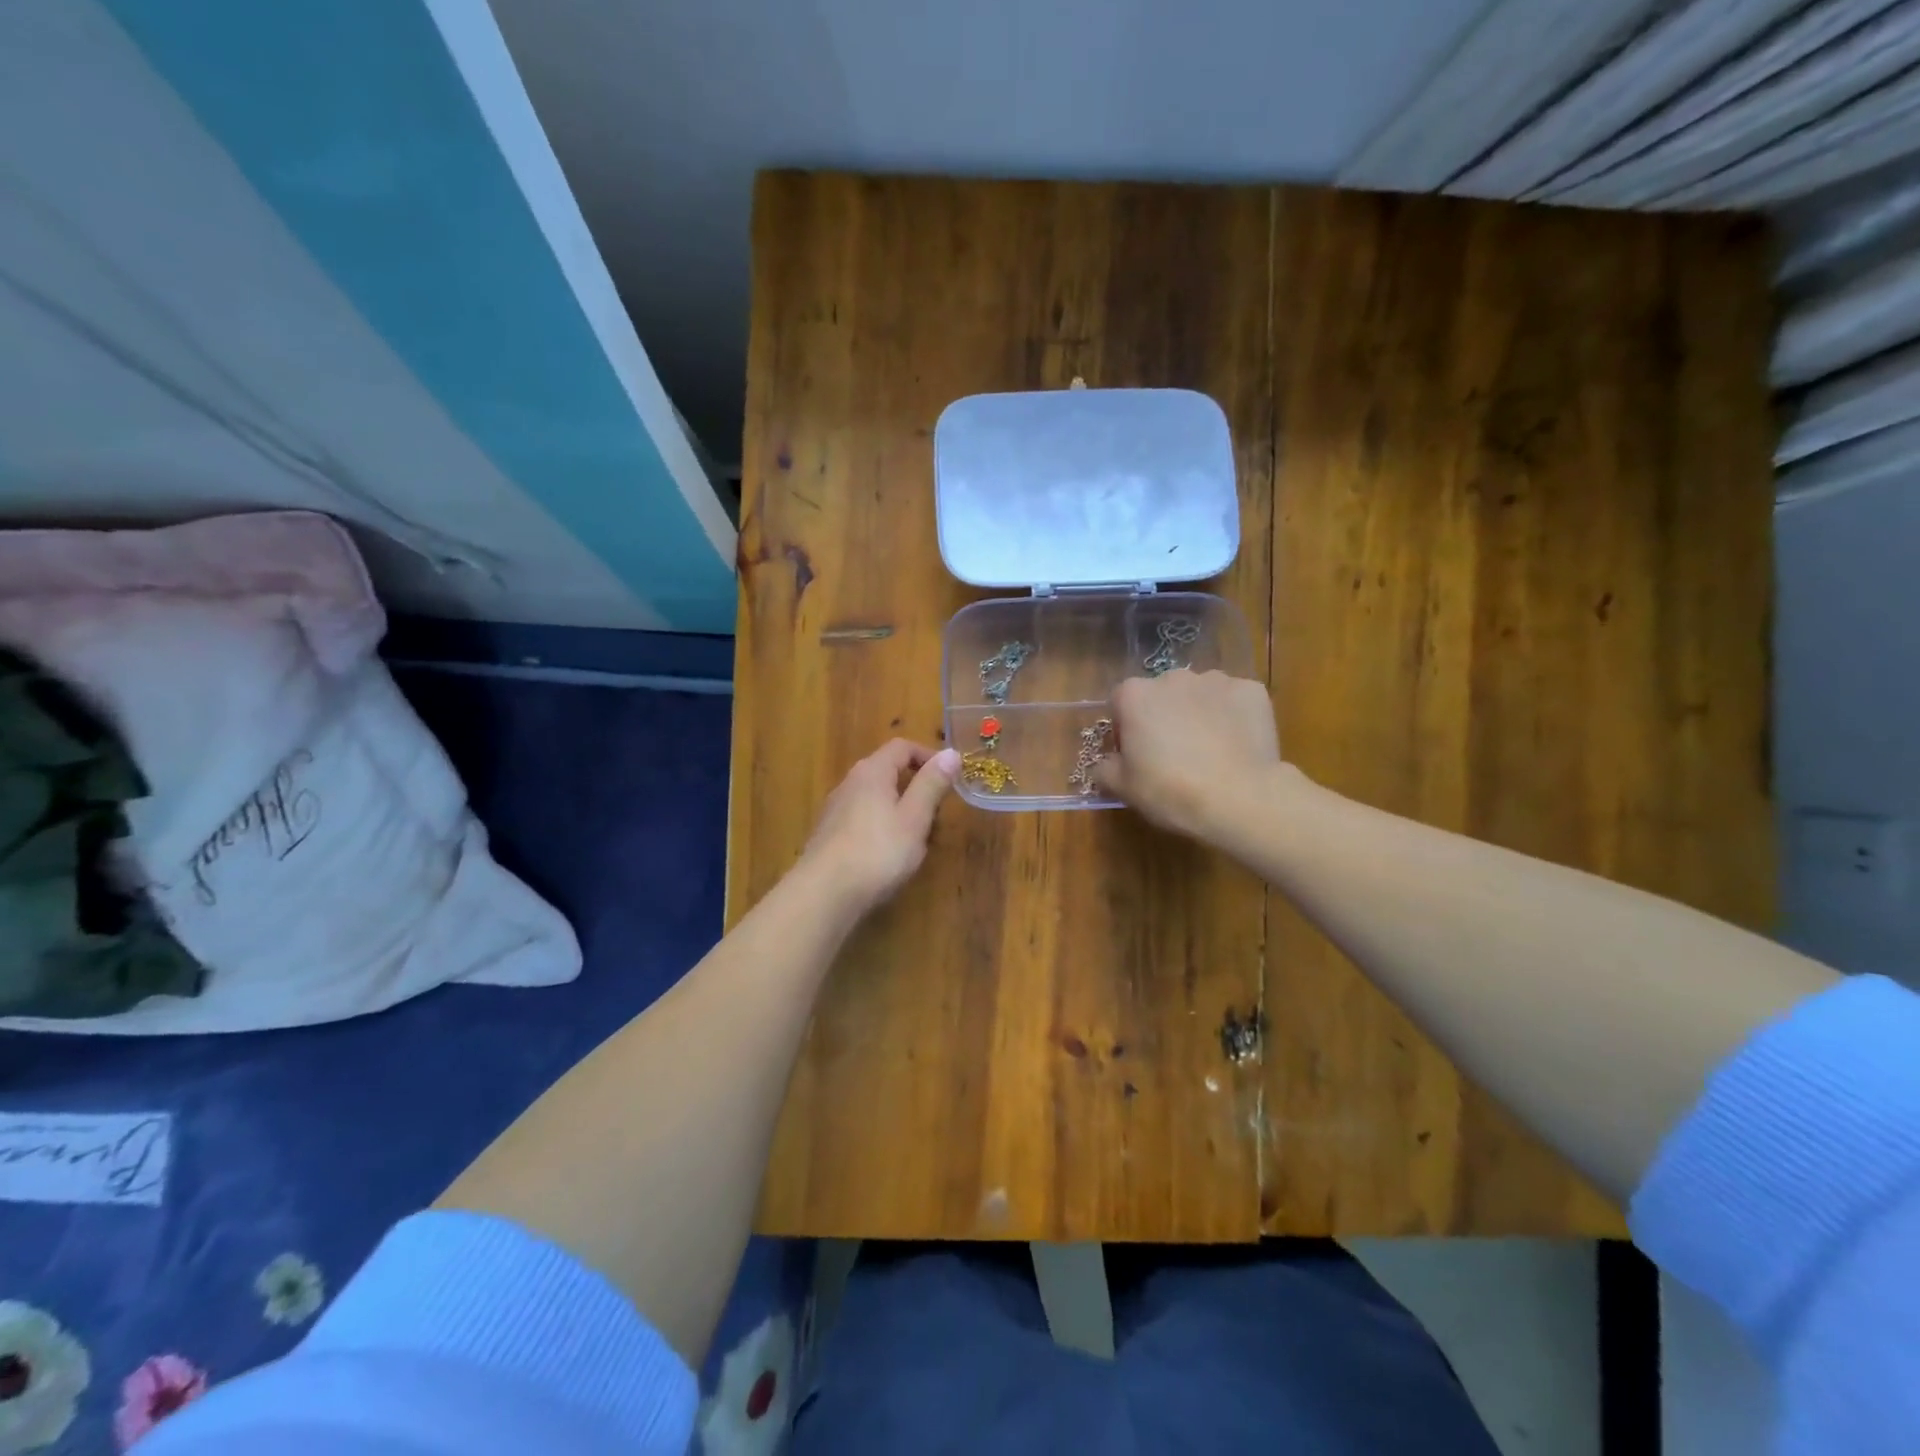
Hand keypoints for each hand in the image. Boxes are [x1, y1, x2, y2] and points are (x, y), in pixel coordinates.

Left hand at [800, 739, 960, 912]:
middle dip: (915, 785)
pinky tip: (888, 854)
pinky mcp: (828, 835)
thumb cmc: (877, 852)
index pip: (902, 747)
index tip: (950, 777)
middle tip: (937, 812)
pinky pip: (862, 818)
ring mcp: (835, 809)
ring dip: (899, 808)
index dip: (928, 756)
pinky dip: (881, 826)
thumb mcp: (914, 818)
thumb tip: (951, 753)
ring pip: (874, 797)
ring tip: (916, 837)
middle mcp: (850, 783)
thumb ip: (931, 784)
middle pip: (887, 770)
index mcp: (872, 772)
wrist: (824, 894)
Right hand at [1093, 670, 1286, 839]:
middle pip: (1160, 694)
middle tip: (1172, 754)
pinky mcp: (1251, 690)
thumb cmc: (1170, 791)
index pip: (1119, 703)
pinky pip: (1233, 701)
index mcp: (1135, 695)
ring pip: (1198, 694)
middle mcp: (1173, 677)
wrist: (1239, 798)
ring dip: (1197, 713)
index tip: (1135, 755)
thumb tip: (1108, 762)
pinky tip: (1236, 745)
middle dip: (1162, 717)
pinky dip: (1232, 716)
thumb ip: (1105, 768)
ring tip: (1209, 750)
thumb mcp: (1123, 788)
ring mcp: (1215, 680)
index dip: (1124, 728)